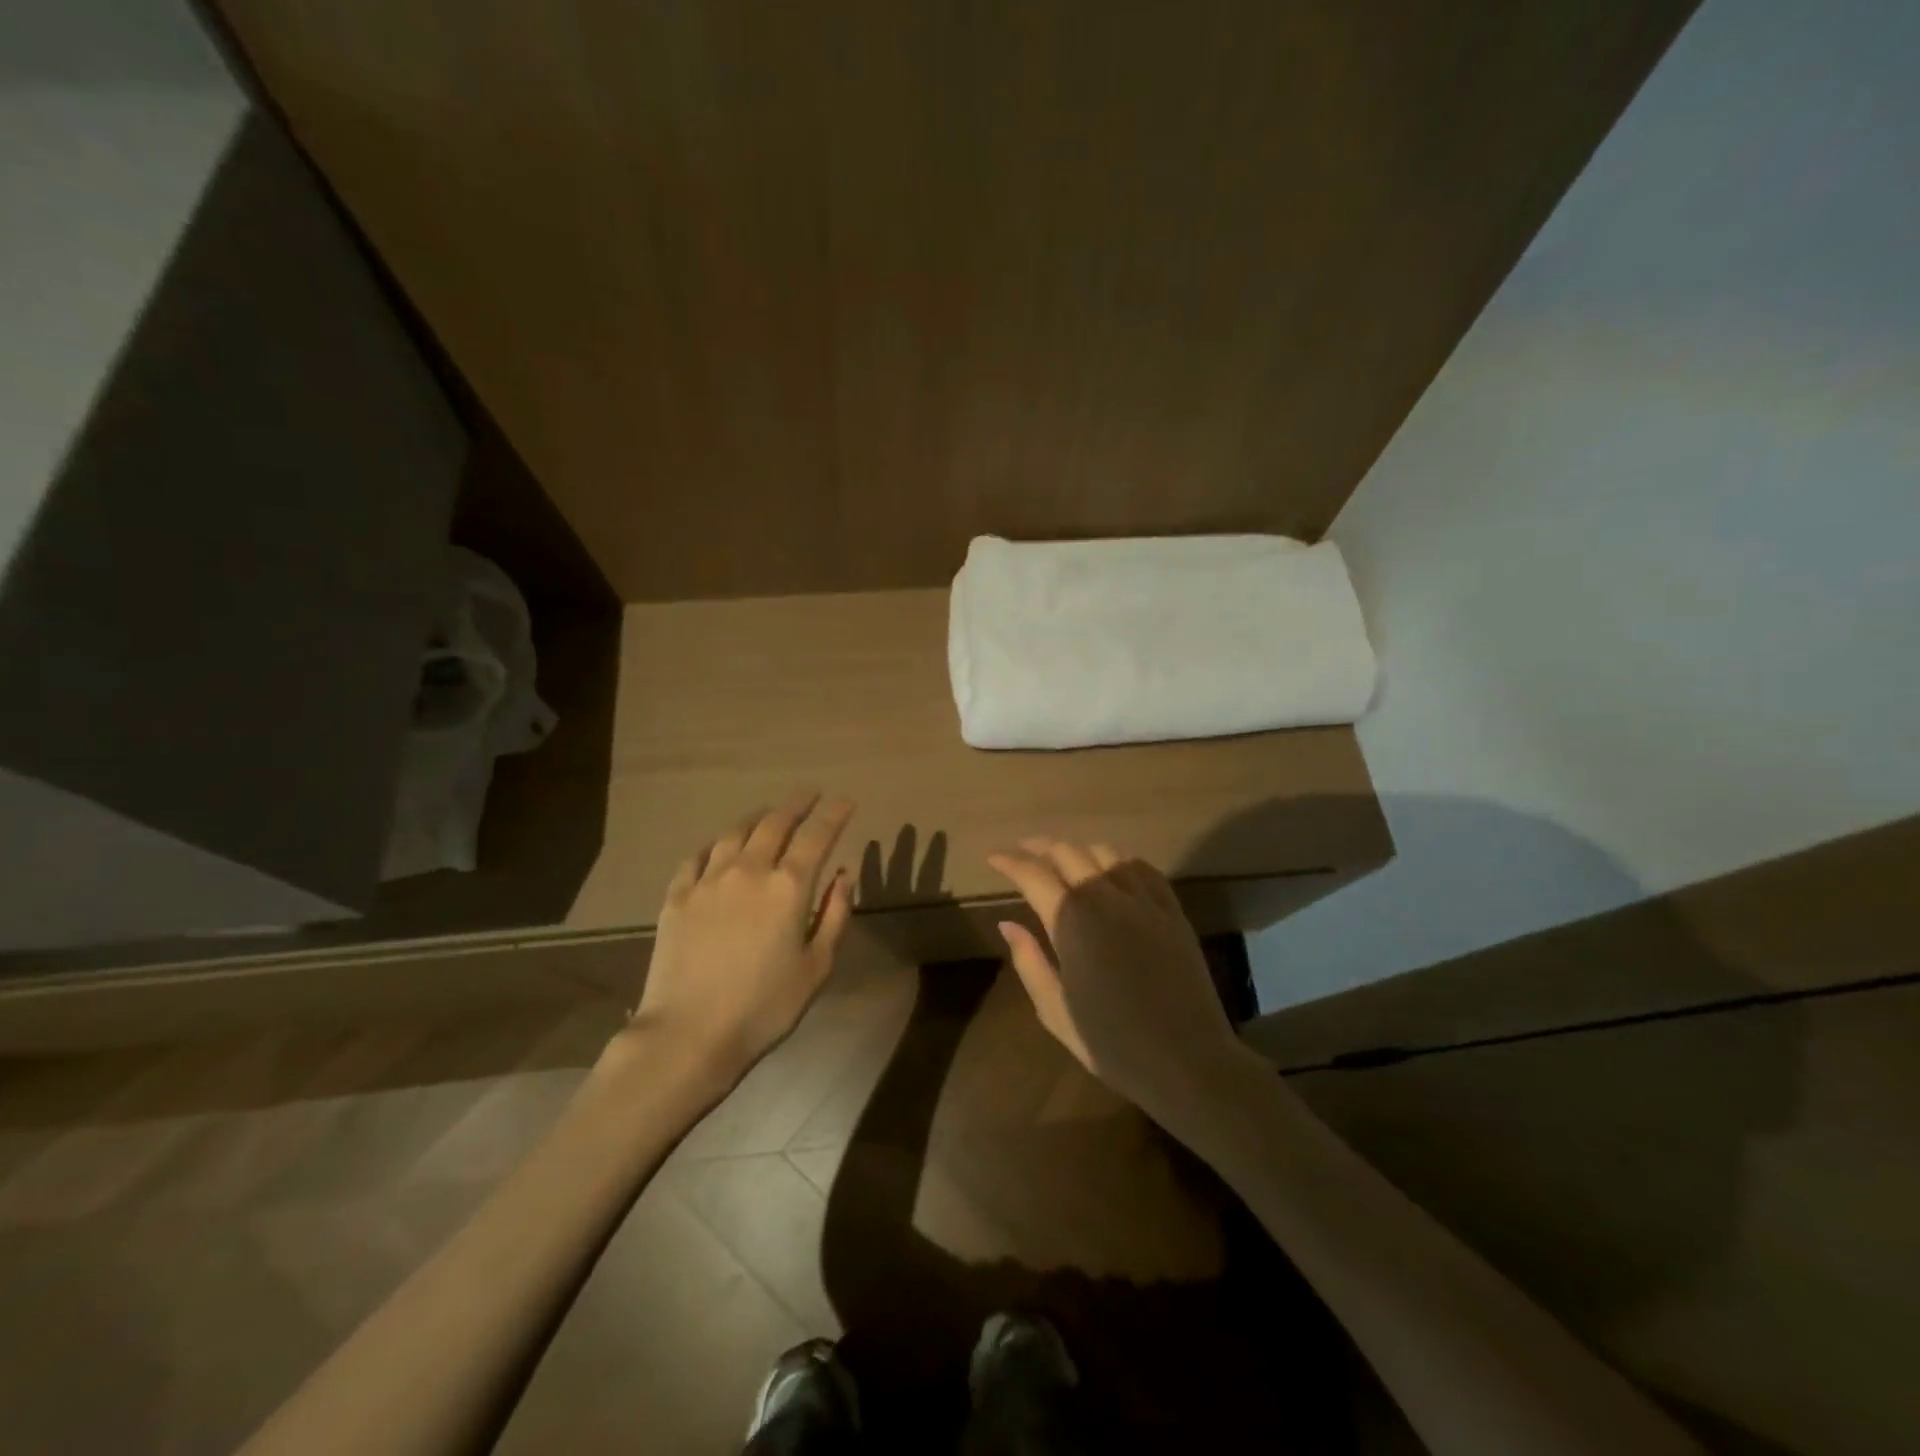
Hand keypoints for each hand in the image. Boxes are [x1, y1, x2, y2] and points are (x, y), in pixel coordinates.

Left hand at [627, 794, 856, 1087]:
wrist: (688, 1034)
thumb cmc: (764, 1007)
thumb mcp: (816, 967)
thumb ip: (835, 915)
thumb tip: (844, 876)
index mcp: (789, 886)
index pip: (817, 835)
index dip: (834, 814)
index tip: (845, 800)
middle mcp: (749, 870)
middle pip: (775, 823)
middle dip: (797, 804)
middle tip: (810, 795)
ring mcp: (708, 880)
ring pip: (736, 832)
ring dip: (758, 817)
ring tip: (769, 814)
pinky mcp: (677, 896)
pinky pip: (698, 856)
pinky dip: (717, 844)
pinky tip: (720, 847)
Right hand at [987, 838, 1252, 1133]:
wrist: (1187, 1060)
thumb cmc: (1111, 1043)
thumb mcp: (1054, 1009)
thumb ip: (1028, 960)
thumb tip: (1008, 924)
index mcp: (1071, 920)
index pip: (1032, 874)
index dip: (1009, 861)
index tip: (993, 857)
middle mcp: (1105, 896)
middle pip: (1067, 852)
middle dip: (1039, 848)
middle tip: (1022, 852)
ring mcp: (1143, 900)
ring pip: (1105, 853)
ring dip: (1078, 850)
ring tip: (1064, 860)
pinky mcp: (1172, 910)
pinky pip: (1142, 868)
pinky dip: (1118, 861)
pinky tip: (1112, 870)